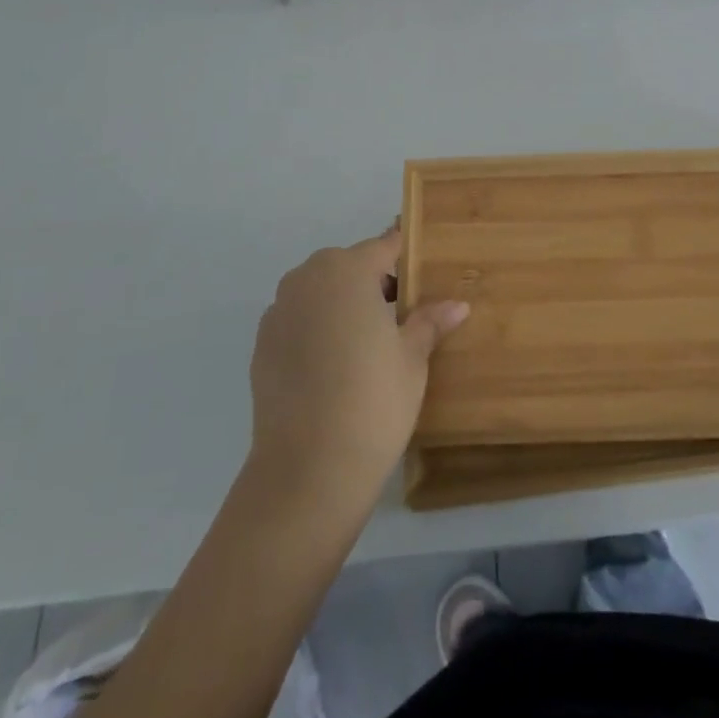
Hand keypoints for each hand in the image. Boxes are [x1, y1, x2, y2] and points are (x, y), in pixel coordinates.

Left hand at [247, 227, 468, 508]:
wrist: (307, 471)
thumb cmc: (373, 401)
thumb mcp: (412, 359)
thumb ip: (429, 322)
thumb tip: (457, 305)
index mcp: (347, 270)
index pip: (384, 247)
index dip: (407, 257)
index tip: (425, 272)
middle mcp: (308, 278)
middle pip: (349, 266)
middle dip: (373, 282)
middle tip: (401, 317)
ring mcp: (279, 311)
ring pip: (320, 292)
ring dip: (342, 305)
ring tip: (368, 344)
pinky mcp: (261, 345)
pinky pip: (299, 321)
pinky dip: (317, 330)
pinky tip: (334, 367)